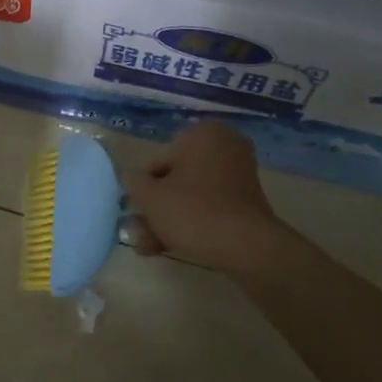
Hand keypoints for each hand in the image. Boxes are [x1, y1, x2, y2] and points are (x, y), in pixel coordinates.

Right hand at [124, 121, 289, 275]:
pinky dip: (192, 223)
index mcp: (203, 133)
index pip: (159, 160)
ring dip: (169, 219)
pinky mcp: (248, 202)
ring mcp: (239, 174)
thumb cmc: (193, 212)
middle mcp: (225, 146)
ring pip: (191, 196)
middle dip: (157, 208)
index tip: (137, 212)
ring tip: (150, 248)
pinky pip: (210, 207)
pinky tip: (171, 246)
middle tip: (140, 233)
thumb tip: (134, 180)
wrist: (247, 247)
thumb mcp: (150, 197)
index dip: (144, 188)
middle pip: (176, 179)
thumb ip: (134, 183)